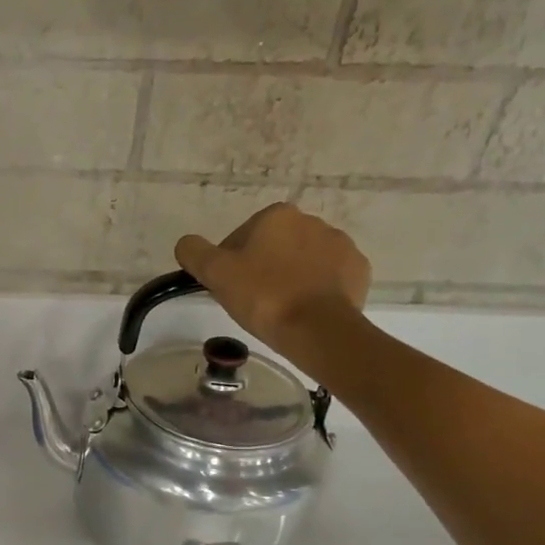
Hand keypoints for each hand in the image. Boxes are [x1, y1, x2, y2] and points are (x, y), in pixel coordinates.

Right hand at [175, 203, 371, 366]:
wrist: (318, 328)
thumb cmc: (263, 296)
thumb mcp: (215, 273)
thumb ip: (194, 252)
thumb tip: (187, 243)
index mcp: (276, 216)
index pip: (241, 237)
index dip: (230, 264)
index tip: (229, 289)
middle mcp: (312, 221)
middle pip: (274, 246)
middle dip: (262, 268)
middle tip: (252, 301)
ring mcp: (340, 245)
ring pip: (302, 261)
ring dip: (290, 278)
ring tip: (280, 310)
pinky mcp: (358, 270)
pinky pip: (329, 277)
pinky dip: (317, 290)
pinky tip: (305, 311)